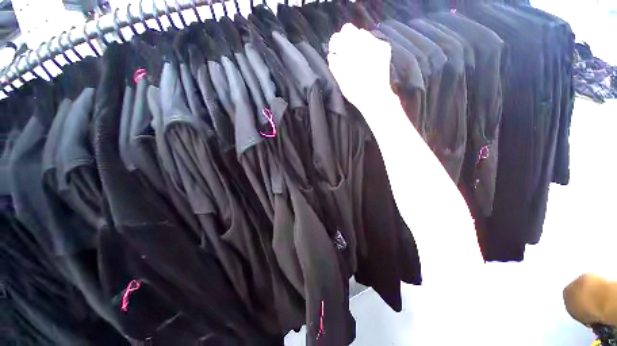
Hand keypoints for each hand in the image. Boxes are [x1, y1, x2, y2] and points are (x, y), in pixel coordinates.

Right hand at [328, 24, 393, 112]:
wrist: (376, 97)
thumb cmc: (355, 91)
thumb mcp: (340, 80)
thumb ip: (334, 64)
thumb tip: (332, 55)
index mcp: (349, 51)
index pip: (337, 38)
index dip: (334, 44)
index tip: (334, 52)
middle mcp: (362, 42)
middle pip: (349, 29)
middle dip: (345, 39)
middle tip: (345, 52)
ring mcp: (375, 43)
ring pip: (361, 33)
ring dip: (357, 42)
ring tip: (357, 57)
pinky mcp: (384, 48)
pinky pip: (373, 40)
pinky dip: (368, 46)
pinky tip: (368, 59)